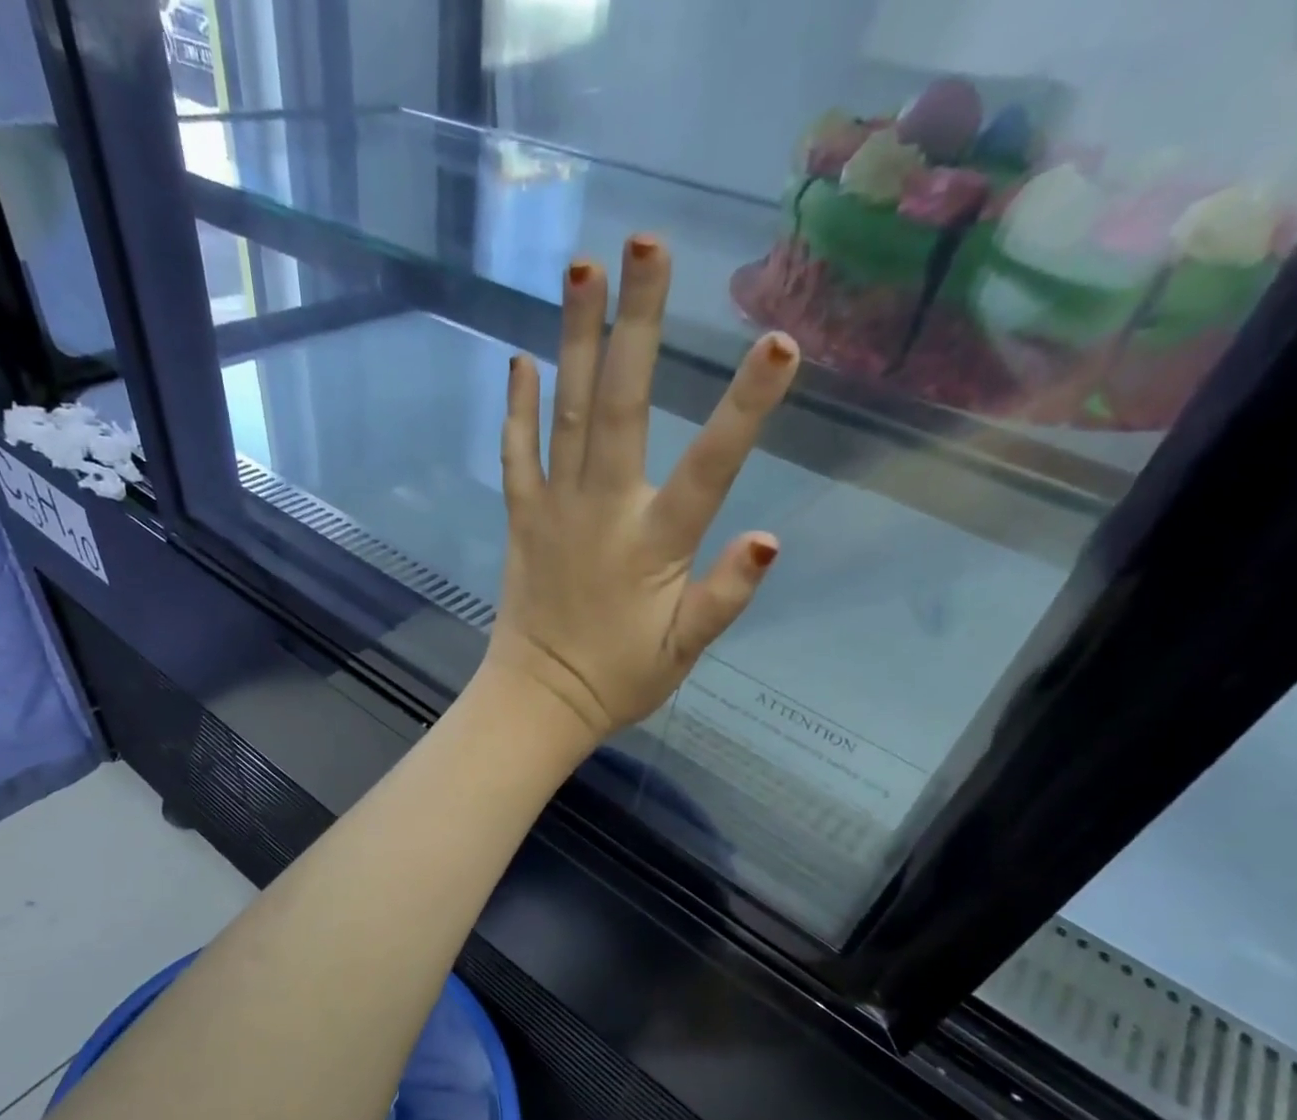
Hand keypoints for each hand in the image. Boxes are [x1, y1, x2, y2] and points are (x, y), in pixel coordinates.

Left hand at [479, 234, 799, 744]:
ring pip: (566, 414)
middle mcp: (602, 511)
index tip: (780, 342)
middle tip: (645, 242)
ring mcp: (554, 510)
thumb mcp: (685, 651)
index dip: (746, 408)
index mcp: (653, 545)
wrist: (539, 700)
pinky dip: (517, 408)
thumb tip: (772, 539)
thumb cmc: (619, 679)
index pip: (710, 468)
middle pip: (621, 408)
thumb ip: (725, 597)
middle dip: (637, 323)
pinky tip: (520, 358)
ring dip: (575, 339)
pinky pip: (516, 455)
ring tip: (581, 267)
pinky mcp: (521, 518)